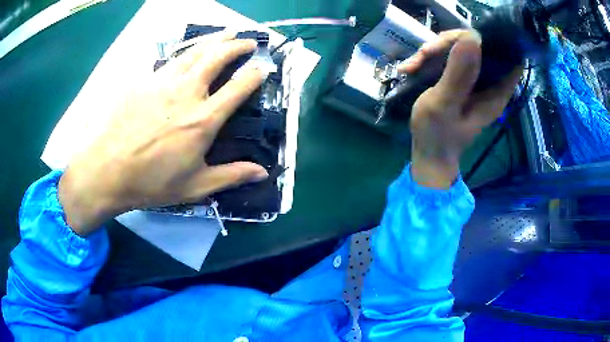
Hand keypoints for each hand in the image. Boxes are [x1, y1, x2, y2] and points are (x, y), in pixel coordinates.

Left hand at [58, 31, 268, 235]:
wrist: (107, 170)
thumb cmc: (151, 182)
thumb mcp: (195, 186)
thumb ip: (231, 175)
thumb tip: (262, 172)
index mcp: (203, 119)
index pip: (238, 88)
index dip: (255, 75)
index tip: (263, 68)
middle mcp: (187, 93)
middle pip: (218, 57)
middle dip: (237, 46)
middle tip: (248, 42)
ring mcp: (163, 82)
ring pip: (195, 51)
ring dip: (214, 39)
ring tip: (227, 33)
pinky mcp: (144, 81)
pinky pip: (170, 60)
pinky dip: (185, 52)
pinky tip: (188, 51)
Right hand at [399, 30, 522, 188]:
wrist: (428, 152)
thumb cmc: (437, 134)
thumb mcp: (445, 104)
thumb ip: (459, 74)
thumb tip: (473, 37)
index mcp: (496, 92)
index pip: (505, 56)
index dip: (486, 41)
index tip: (460, 42)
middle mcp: (489, 83)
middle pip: (478, 46)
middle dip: (450, 44)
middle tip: (425, 55)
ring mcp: (474, 80)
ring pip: (460, 49)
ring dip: (434, 51)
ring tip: (413, 66)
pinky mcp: (460, 80)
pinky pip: (448, 58)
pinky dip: (430, 59)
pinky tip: (412, 69)